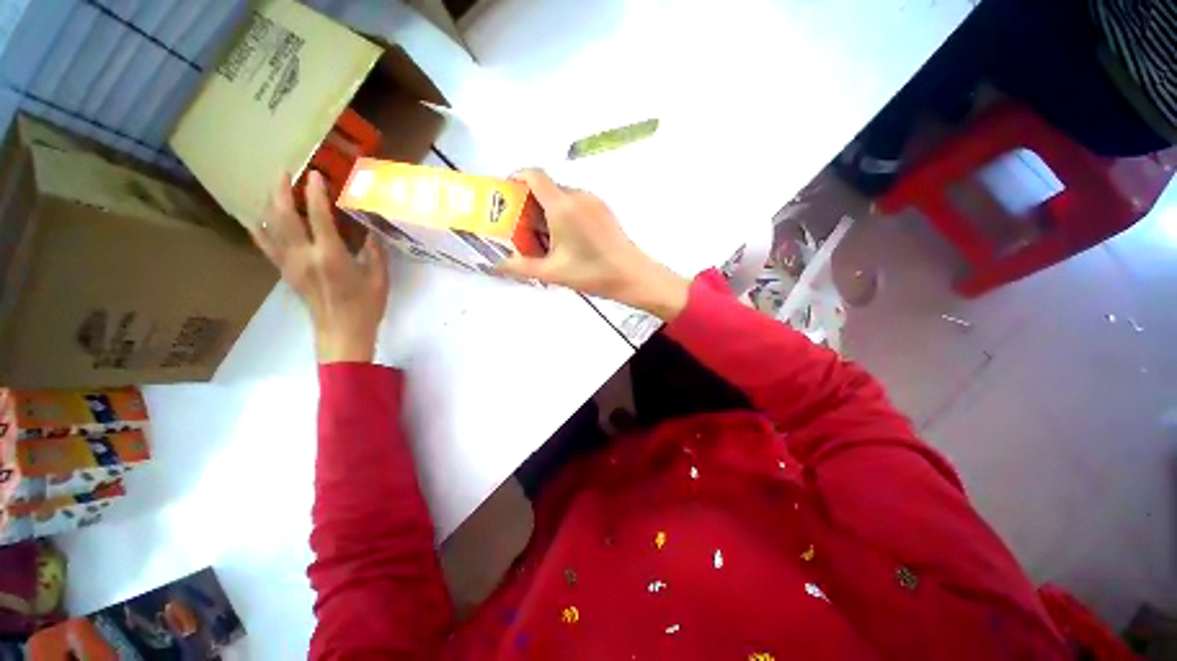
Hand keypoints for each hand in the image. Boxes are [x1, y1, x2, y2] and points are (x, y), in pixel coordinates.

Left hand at [249, 171, 389, 362]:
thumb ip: (374, 252)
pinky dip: (260, 229)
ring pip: (271, 227)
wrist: (341, 332)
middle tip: (284, 171)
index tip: (315, 174)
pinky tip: (258, 218)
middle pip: (284, 216)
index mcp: (331, 256)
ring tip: (273, 188)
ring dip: (269, 204)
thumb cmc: (366, 306)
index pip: (319, 217)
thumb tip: (371, 230)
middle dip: (281, 190)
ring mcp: (290, 264)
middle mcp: (304, 256)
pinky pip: (266, 246)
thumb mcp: (379, 278)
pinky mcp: (285, 272)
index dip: (315, 193)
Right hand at [498, 169, 689, 319]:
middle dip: (528, 205)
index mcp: (562, 206)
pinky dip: (562, 215)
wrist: (633, 276)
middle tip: (522, 231)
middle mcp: (578, 196)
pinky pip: (575, 203)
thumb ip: (520, 267)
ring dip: (546, 212)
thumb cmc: (593, 273)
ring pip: (560, 197)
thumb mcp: (552, 272)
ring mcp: (593, 201)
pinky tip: (565, 241)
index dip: (514, 179)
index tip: (506, 198)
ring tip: (544, 241)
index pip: (532, 174)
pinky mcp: (603, 209)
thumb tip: (494, 266)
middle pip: (545, 188)